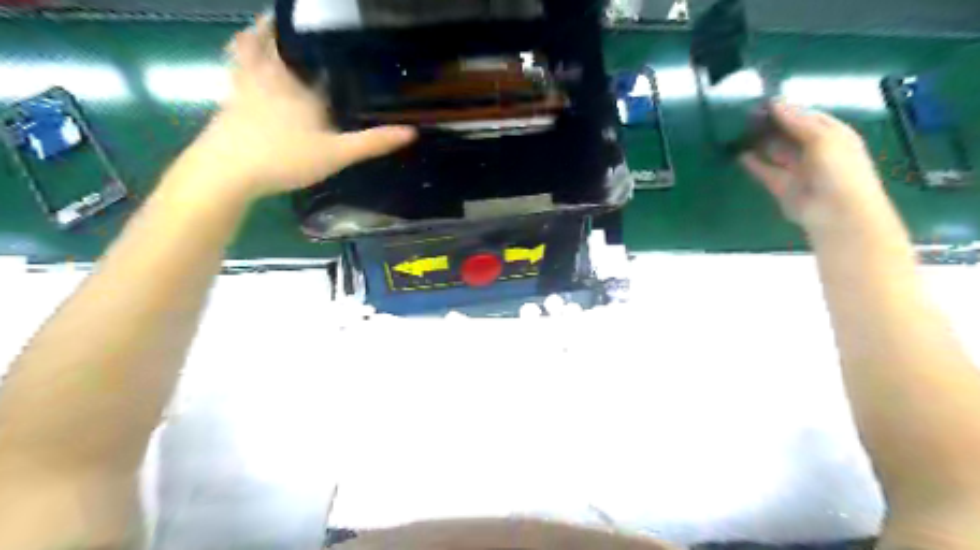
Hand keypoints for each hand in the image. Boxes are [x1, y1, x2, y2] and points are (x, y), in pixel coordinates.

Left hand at [193, 16, 415, 202]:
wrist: (227, 171)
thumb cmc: (285, 157)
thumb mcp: (336, 153)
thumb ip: (371, 143)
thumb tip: (411, 132)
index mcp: (297, 86)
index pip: (311, 58)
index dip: (320, 46)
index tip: (330, 36)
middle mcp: (268, 79)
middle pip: (266, 43)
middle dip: (273, 29)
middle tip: (284, 21)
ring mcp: (242, 90)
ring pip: (243, 53)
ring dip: (251, 38)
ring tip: (259, 32)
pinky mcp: (226, 105)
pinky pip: (232, 75)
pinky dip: (237, 65)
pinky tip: (243, 76)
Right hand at [743, 102, 892, 232]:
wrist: (836, 212)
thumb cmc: (838, 169)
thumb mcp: (822, 138)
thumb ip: (797, 121)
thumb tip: (775, 102)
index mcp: (833, 135)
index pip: (807, 117)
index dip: (787, 109)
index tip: (763, 102)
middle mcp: (815, 151)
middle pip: (789, 134)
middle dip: (771, 125)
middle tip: (746, 116)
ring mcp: (797, 169)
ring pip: (776, 151)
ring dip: (760, 142)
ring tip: (739, 132)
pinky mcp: (781, 186)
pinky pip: (765, 171)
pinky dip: (753, 163)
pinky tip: (739, 154)